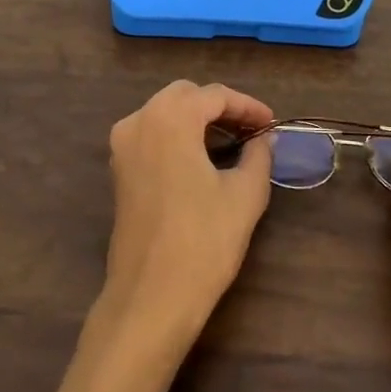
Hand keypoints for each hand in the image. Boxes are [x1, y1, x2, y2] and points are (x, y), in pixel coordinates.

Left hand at [100, 80, 275, 353]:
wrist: (152, 296)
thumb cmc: (204, 241)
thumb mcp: (245, 195)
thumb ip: (258, 156)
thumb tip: (264, 139)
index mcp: (169, 118)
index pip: (214, 96)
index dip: (248, 106)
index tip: (272, 124)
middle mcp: (139, 120)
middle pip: (185, 96)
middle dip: (220, 108)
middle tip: (252, 131)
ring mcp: (122, 146)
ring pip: (164, 113)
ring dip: (197, 120)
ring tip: (232, 144)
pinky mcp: (118, 170)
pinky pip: (151, 135)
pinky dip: (177, 136)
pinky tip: (202, 159)